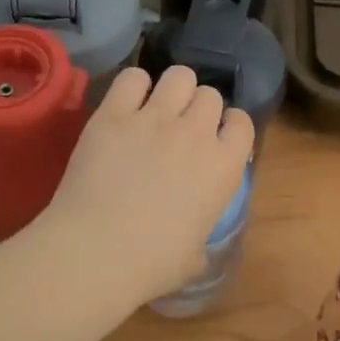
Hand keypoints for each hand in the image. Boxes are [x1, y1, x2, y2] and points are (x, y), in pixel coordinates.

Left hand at [35, 65, 253, 307]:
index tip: (217, 138)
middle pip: (209, 95)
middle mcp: (195, 133)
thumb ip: (201, 239)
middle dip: (199, 108)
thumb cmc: (151, 264)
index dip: (230, 128)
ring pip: (179, 76)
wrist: (97, 251)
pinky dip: (134, 86)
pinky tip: (127, 105)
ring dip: (173, 89)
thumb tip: (194, 245)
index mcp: (223, 167)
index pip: (243, 123)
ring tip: (158, 108)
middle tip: (182, 129)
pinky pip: (132, 77)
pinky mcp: (113, 114)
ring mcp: (153, 118)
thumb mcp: (194, 259)